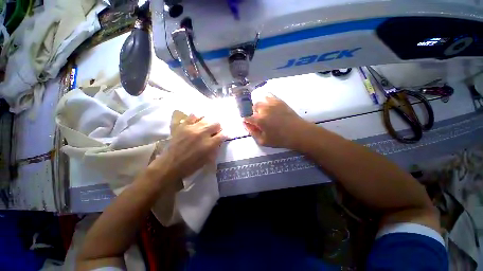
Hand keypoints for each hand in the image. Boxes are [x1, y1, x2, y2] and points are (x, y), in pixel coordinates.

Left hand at [149, 114, 225, 181]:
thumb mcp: (207, 160)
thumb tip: (219, 141)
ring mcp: (192, 128)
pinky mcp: (183, 126)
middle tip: (215, 132)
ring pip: (206, 118)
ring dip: (209, 123)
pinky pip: (193, 116)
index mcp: (209, 144)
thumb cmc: (190, 166)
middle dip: (218, 128)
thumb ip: (215, 149)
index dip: (225, 134)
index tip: (224, 136)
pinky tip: (197, 122)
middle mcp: (202, 134)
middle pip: (216, 123)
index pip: (223, 134)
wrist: (170, 165)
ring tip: (207, 127)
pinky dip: (198, 118)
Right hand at [243, 95, 308, 148]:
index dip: (247, 121)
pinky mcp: (279, 101)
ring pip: (260, 101)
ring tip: (265, 113)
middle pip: (253, 107)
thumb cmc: (280, 139)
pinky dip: (266, 99)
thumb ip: (252, 132)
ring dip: (260, 107)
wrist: (298, 132)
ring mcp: (272, 104)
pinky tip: (269, 105)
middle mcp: (264, 109)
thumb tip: (245, 124)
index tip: (250, 124)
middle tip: (259, 120)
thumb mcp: (263, 141)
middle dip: (254, 113)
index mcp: (259, 120)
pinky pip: (269, 96)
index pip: (247, 118)